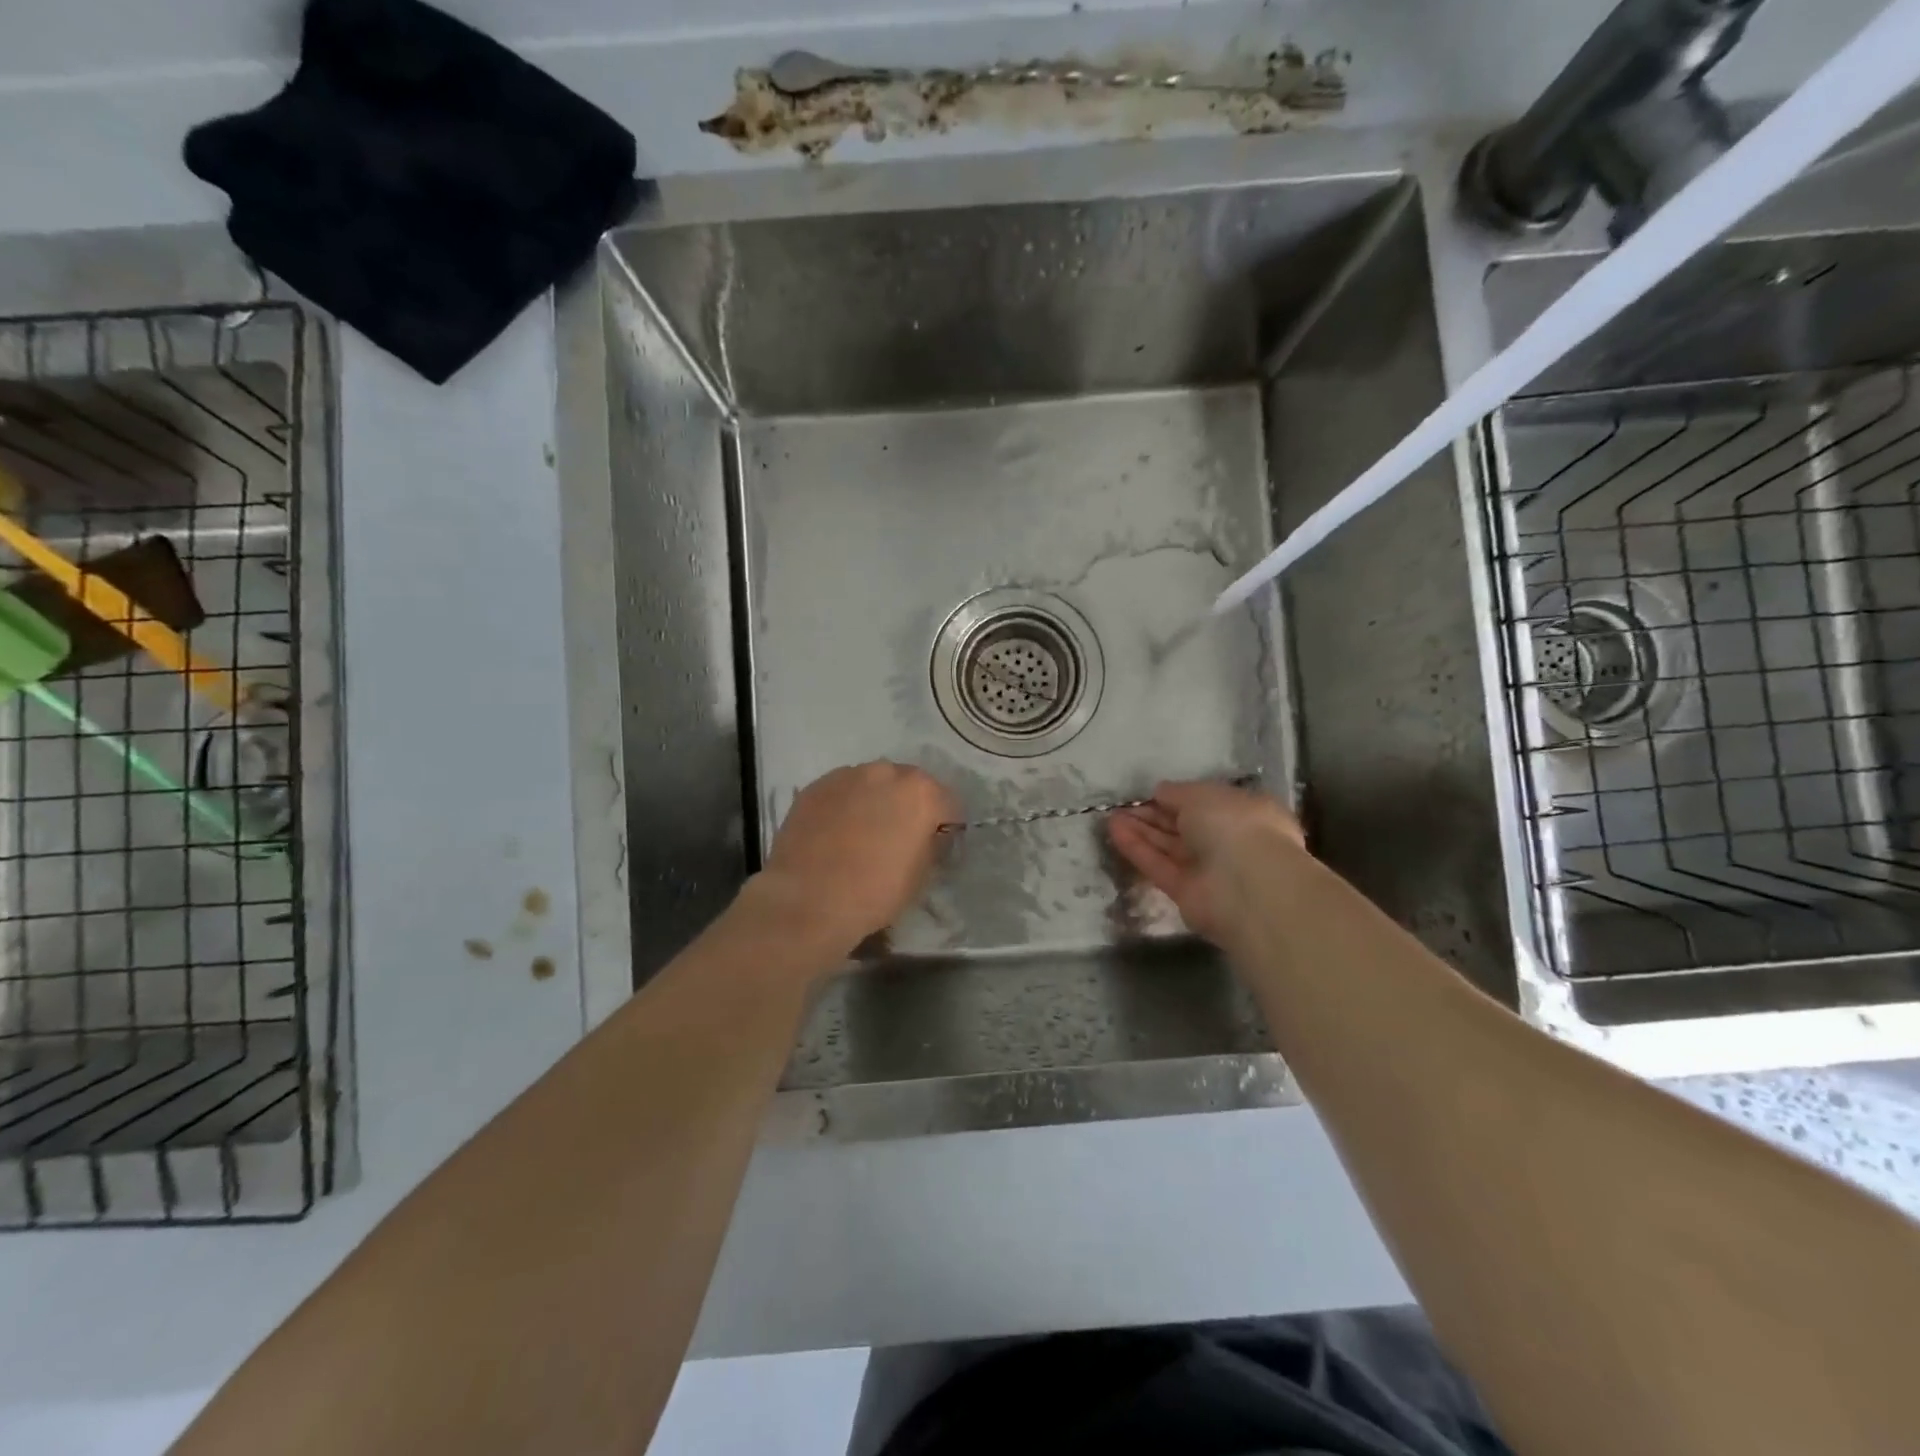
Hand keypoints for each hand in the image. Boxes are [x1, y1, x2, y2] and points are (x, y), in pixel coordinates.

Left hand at [747, 762, 957, 956]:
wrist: (807, 901)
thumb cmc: (874, 893)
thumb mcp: (921, 875)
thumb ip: (931, 844)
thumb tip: (928, 836)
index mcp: (921, 793)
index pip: (948, 803)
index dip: (945, 825)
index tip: (936, 844)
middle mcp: (886, 772)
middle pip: (909, 784)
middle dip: (909, 805)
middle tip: (898, 836)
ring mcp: (847, 775)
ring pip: (873, 783)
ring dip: (876, 800)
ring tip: (863, 832)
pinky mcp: (816, 786)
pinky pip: (842, 791)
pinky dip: (846, 804)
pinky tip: (836, 832)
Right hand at [1108, 780, 1306, 942]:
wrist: (1247, 884)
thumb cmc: (1233, 824)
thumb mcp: (1201, 794)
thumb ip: (1177, 792)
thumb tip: (1160, 792)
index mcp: (1243, 812)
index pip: (1205, 803)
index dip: (1177, 797)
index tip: (1150, 792)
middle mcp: (1226, 840)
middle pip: (1183, 826)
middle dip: (1153, 815)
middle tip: (1122, 806)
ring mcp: (1207, 869)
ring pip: (1168, 846)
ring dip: (1140, 830)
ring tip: (1110, 816)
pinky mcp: (1186, 892)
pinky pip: (1158, 865)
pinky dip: (1137, 848)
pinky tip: (1114, 831)